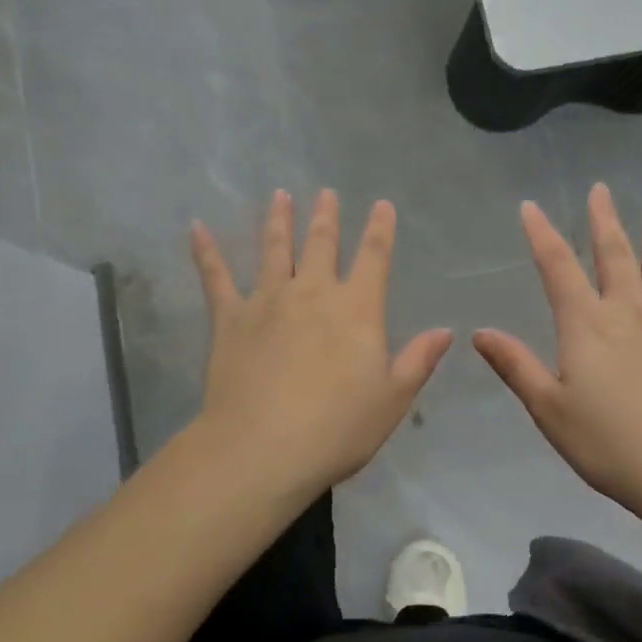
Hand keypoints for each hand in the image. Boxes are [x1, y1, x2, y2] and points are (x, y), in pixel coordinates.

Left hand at [190, 189, 452, 501]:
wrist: (262, 449)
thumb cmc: (336, 428)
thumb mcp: (391, 400)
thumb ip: (417, 361)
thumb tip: (445, 331)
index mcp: (356, 310)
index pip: (373, 258)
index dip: (380, 229)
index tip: (381, 205)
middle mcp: (312, 294)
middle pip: (321, 245)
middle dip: (326, 217)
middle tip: (325, 192)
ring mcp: (267, 302)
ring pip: (274, 250)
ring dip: (278, 221)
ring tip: (280, 196)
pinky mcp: (230, 319)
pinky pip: (216, 278)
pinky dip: (206, 252)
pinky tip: (197, 228)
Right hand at [473, 185, 641, 517]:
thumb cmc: (610, 444)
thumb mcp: (550, 409)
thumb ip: (517, 366)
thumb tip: (480, 332)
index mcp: (586, 325)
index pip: (557, 268)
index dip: (541, 235)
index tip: (530, 206)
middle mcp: (629, 312)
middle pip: (614, 255)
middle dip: (603, 221)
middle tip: (601, 189)